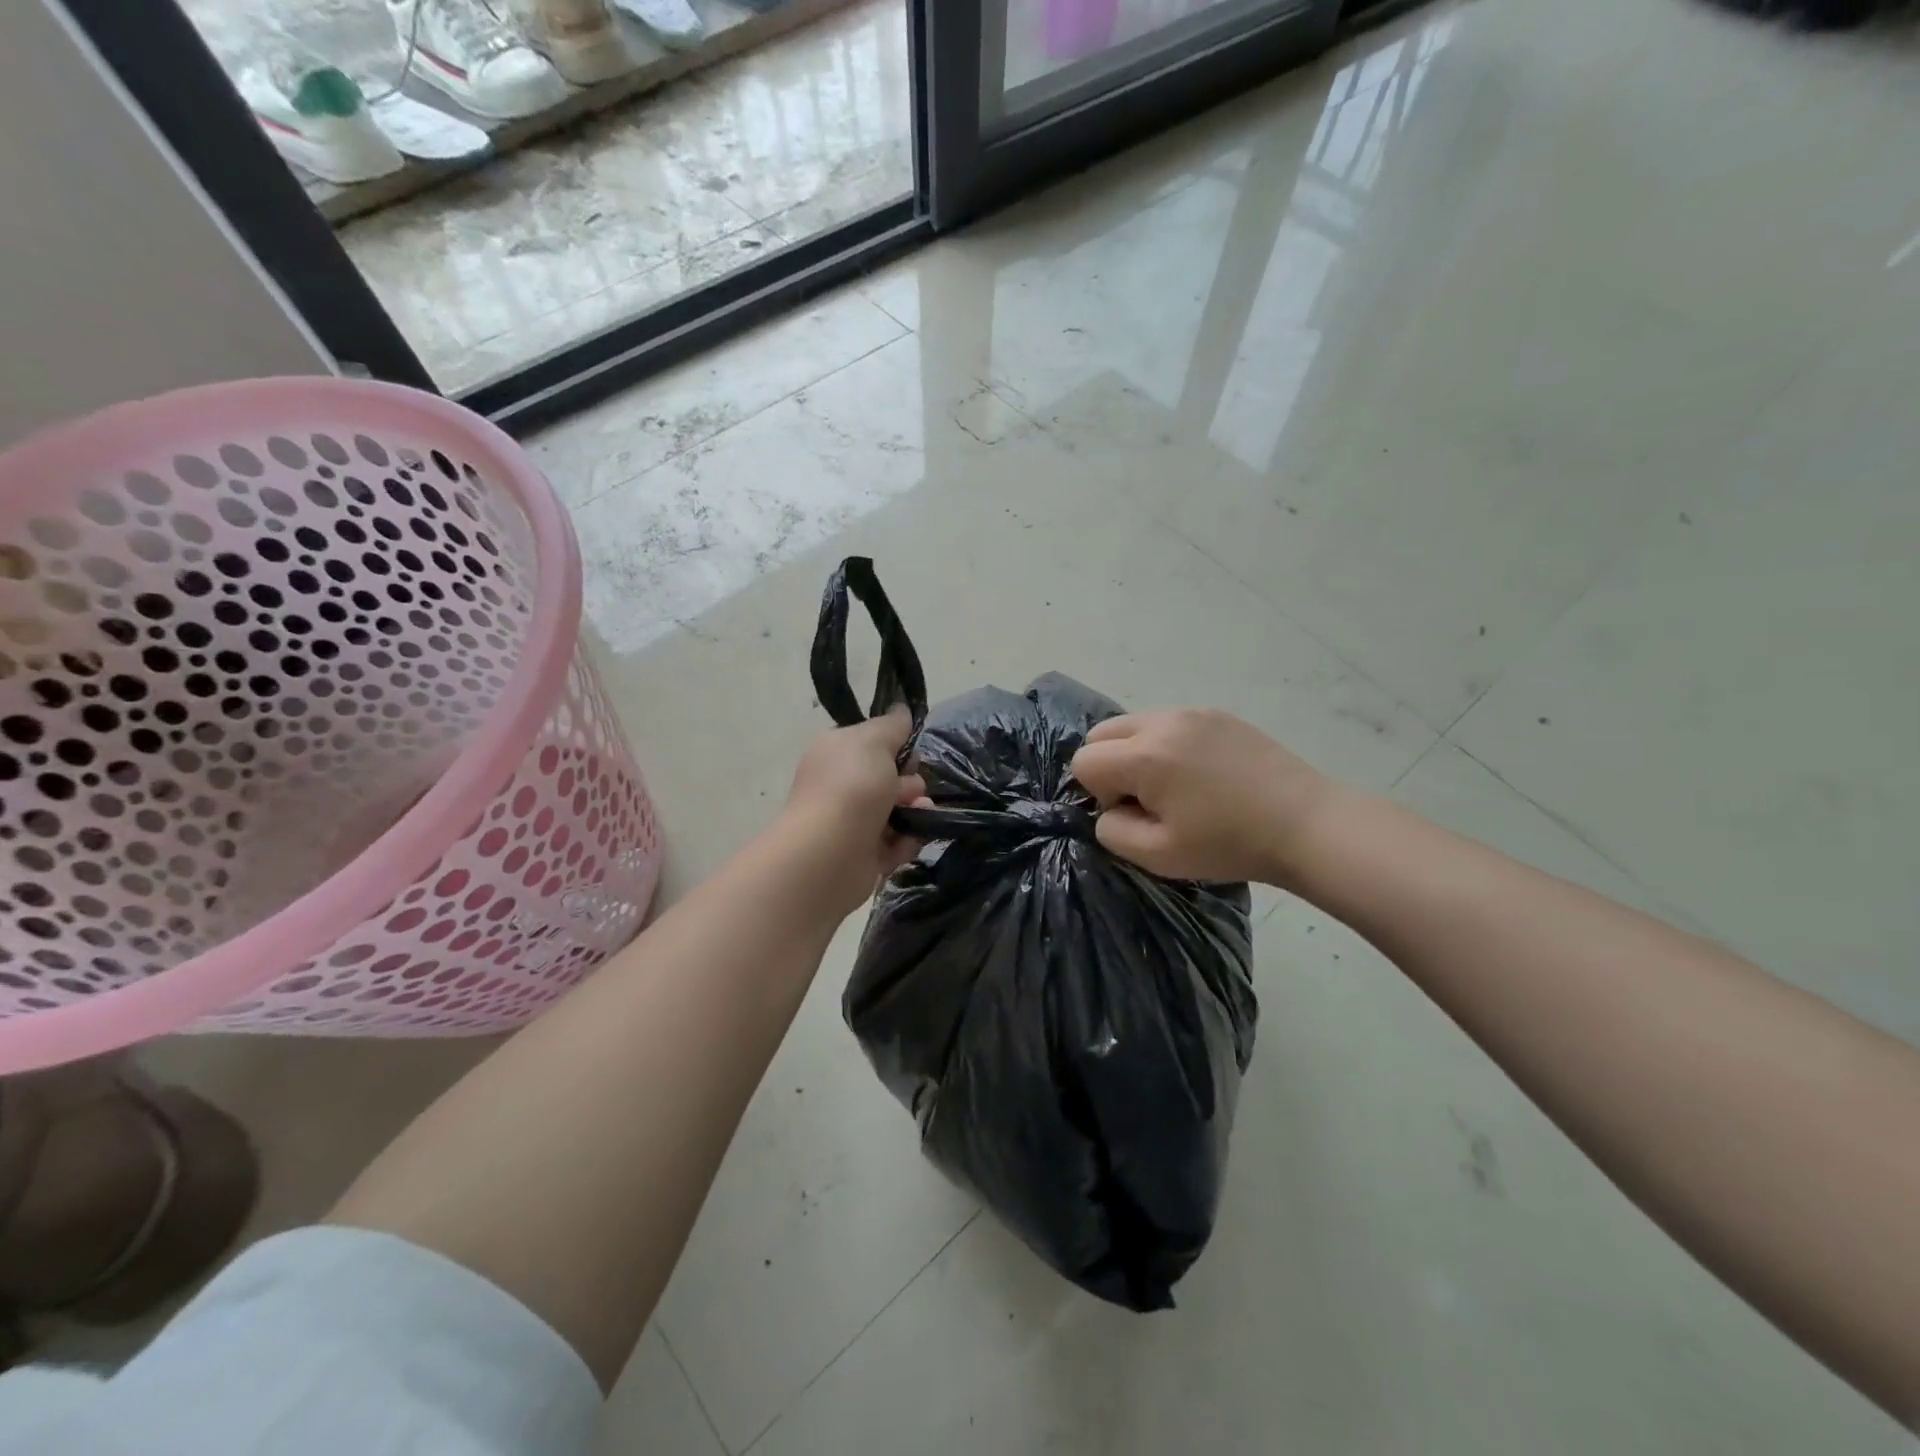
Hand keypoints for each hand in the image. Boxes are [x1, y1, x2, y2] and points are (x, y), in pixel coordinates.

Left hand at [781, 707, 927, 913]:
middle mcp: (840, 784)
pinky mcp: (863, 854)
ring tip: (918, 816)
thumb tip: (902, 710)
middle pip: (890, 777)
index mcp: (837, 752)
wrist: (831, 852)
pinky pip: (896, 842)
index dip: (898, 746)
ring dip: (914, 812)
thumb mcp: (875, 740)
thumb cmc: (852, 786)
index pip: (874, 742)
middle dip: (910, 783)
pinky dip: (905, 842)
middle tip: (910, 791)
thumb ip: (893, 725)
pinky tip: (907, 841)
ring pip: (897, 811)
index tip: (910, 754)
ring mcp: (850, 820)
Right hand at [1070, 710, 1340, 886]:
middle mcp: (1162, 721)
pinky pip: (1169, 722)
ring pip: (1135, 724)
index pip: (1084, 761)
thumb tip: (1110, 810)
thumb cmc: (1228, 844)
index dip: (1098, 793)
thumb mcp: (1158, 855)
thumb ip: (1112, 832)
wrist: (1306, 824)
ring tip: (1174, 786)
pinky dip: (1167, 744)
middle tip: (1146, 798)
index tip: (1133, 813)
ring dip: (1137, 752)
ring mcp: (1192, 712)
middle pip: (1102, 733)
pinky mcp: (1218, 714)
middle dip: (1109, 765)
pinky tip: (1201, 775)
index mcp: (1144, 755)